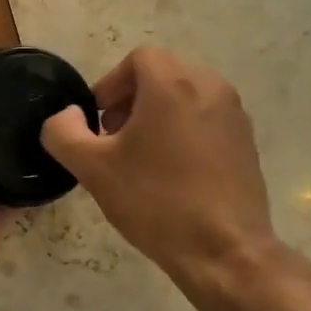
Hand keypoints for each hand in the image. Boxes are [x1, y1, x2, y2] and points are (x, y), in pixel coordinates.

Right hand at [42, 46, 297, 297]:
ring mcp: (234, 114)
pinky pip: (206, 117)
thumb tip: (67, 116)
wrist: (224, 252)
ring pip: (186, 94)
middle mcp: (210, 87)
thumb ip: (64, 132)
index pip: (138, 59)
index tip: (99, 121)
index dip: (111, 85)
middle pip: (162, 73)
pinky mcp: (247, 140)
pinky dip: (184, 129)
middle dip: (132, 99)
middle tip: (115, 139)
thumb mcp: (93, 168)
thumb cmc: (156, 201)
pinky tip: (173, 172)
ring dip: (158, 113)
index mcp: (173, 84)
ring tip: (143, 157)